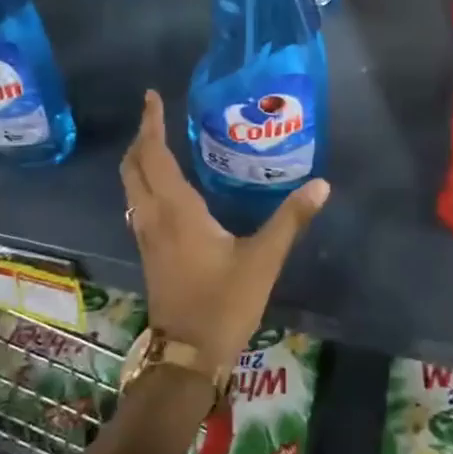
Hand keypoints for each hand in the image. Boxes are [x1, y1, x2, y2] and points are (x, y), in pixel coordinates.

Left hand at [118, 90, 329, 371]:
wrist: (187, 356)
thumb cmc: (223, 303)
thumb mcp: (263, 259)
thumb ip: (291, 219)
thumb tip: (321, 185)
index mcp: (176, 210)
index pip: (154, 155)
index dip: (151, 124)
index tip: (152, 97)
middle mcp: (153, 216)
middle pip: (134, 167)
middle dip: (141, 138)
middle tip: (156, 115)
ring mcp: (146, 236)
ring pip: (131, 186)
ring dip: (139, 160)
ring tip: (159, 142)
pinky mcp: (149, 252)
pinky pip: (137, 203)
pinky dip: (144, 182)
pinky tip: (166, 188)